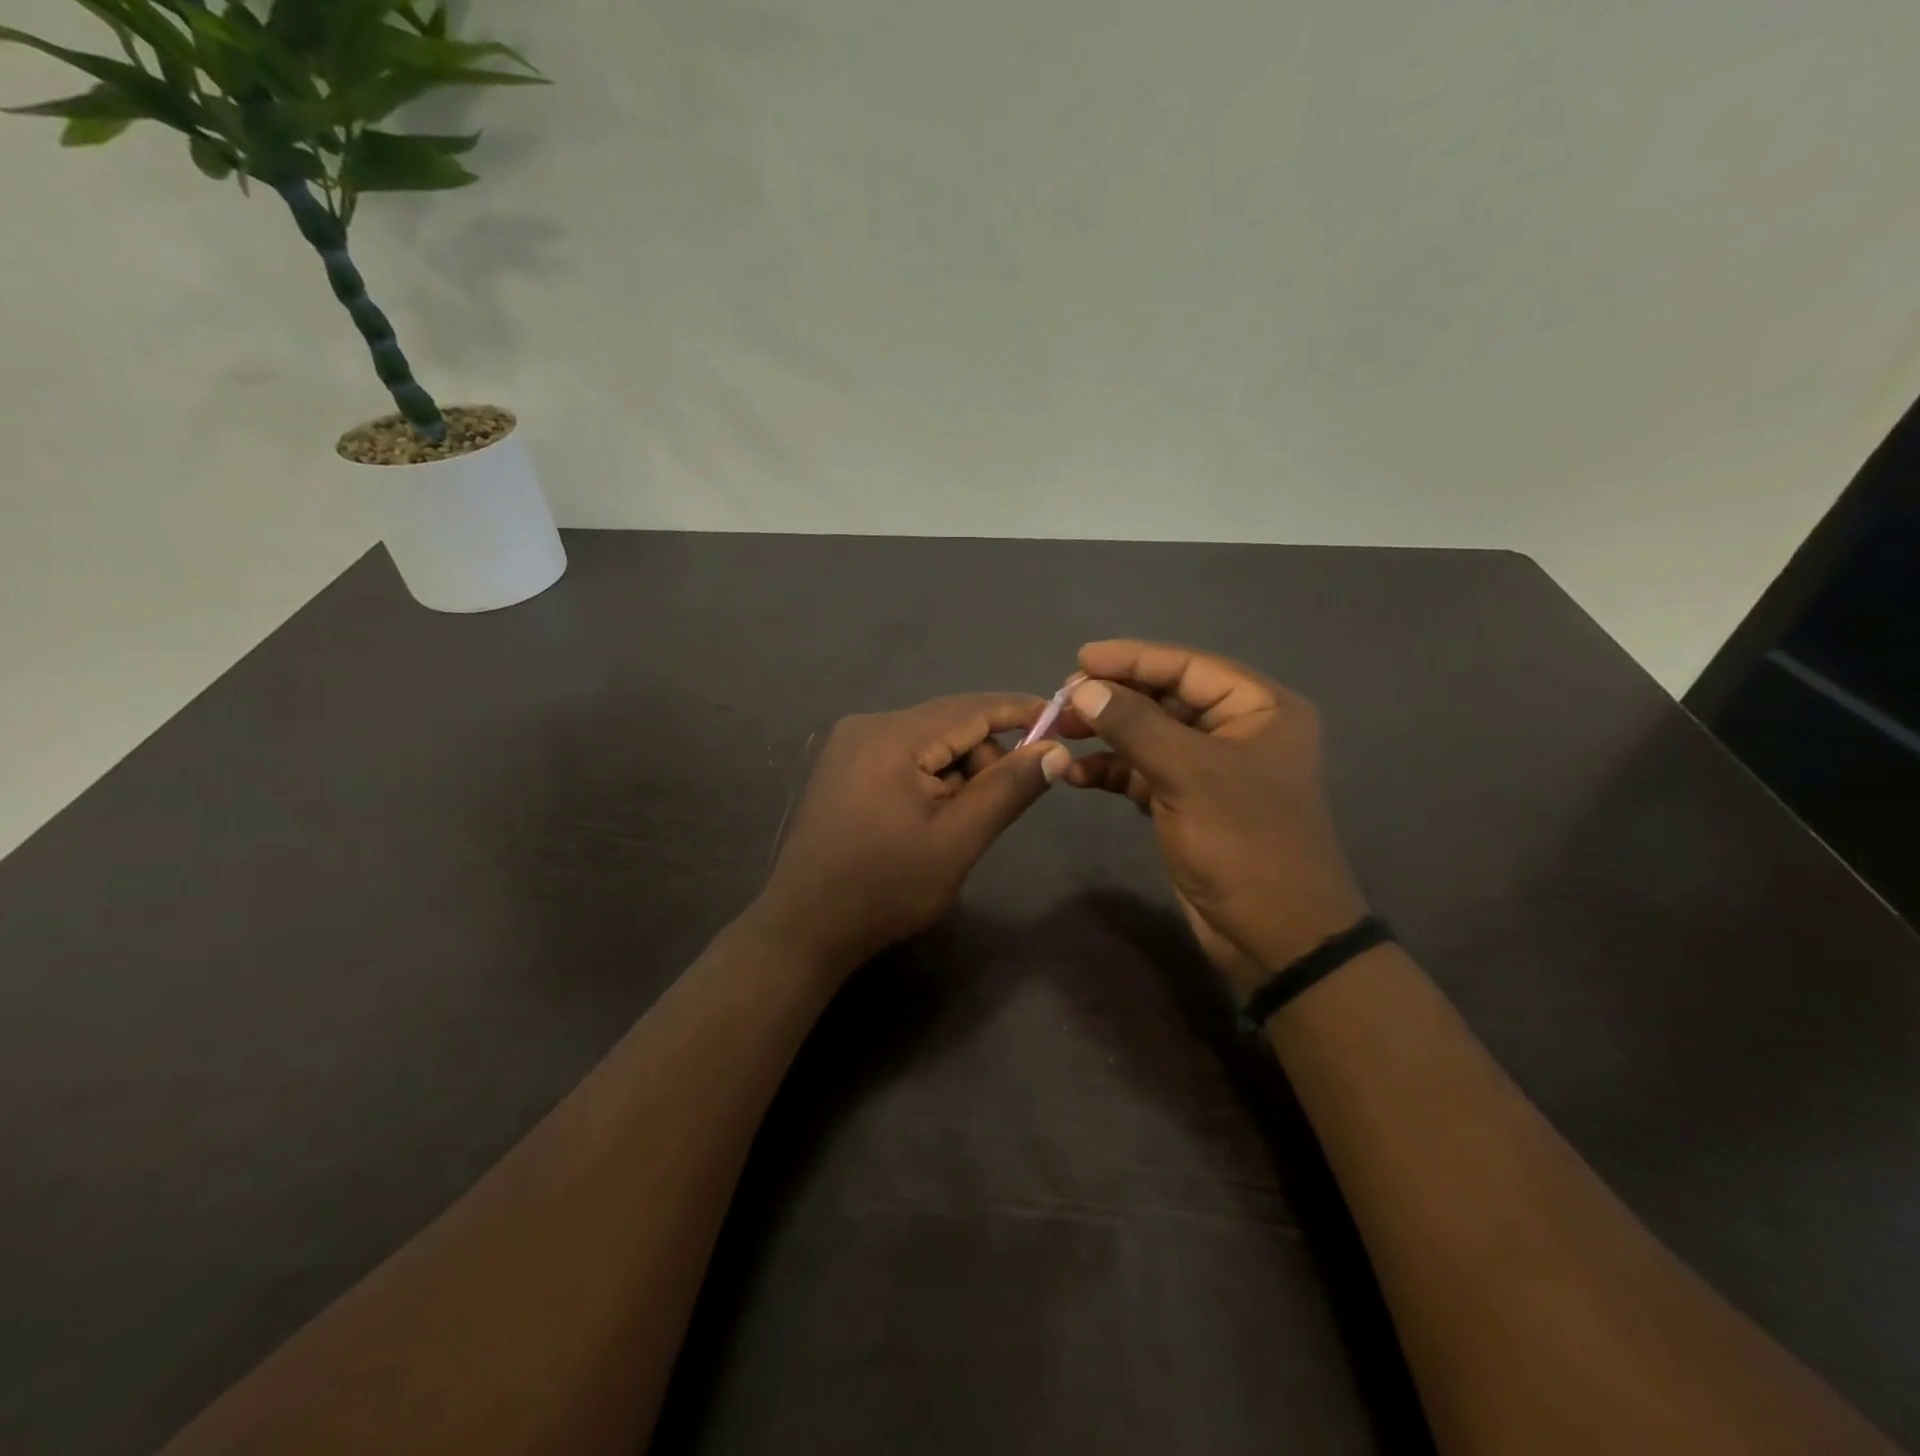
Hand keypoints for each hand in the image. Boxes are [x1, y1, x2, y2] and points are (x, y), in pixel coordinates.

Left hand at [748, 694, 1069, 972]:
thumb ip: (1008, 789)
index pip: (971, 708)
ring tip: (953, 826)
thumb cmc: (885, 888)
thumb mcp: (957, 841)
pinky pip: (906, 756)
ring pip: (929, 742)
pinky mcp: (844, 765)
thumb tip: (1055, 749)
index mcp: (892, 737)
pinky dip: (931, 780)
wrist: (805, 927)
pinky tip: (928, 820)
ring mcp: (850, 744)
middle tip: (992, 811)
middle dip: (984, 759)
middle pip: (949, 724)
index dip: (1021, 712)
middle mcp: (868, 725)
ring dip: (957, 774)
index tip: (1063, 722)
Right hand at [1057, 641, 1367, 992]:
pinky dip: (1112, 771)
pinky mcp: (1189, 802)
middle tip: (1063, 701)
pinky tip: (1077, 775)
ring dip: (1107, 735)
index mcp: (1260, 709)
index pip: (1188, 667)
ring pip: (1150, 736)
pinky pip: (1144, 772)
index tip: (1080, 659)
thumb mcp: (1187, 773)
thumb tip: (1083, 688)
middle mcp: (1238, 730)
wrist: (1274, 935)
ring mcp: (1212, 769)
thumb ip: (1133, 724)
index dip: (1133, 658)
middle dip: (1114, 699)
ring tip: (1060, 734)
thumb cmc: (1243, 841)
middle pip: (1165, 699)